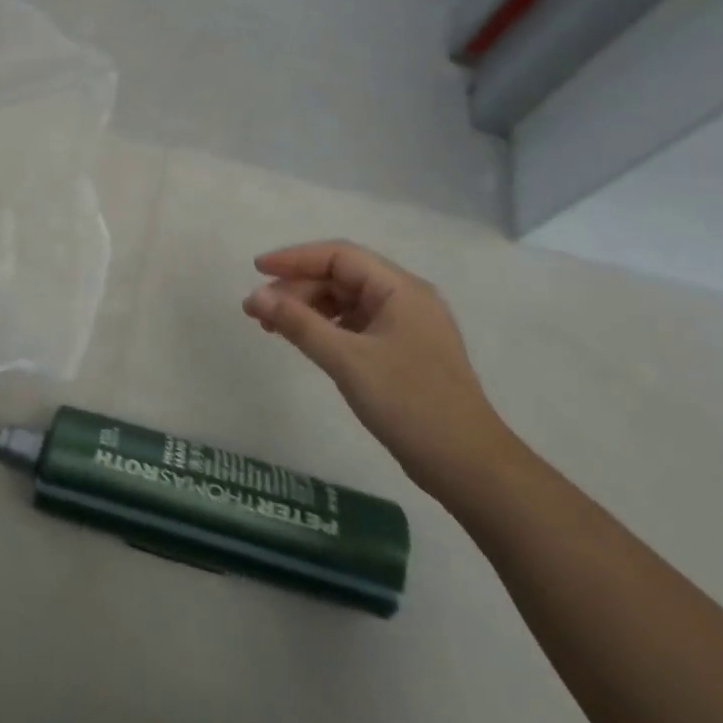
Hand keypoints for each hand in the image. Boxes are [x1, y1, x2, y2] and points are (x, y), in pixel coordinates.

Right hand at [242, 240, 518, 501]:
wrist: (468, 466)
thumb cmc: (409, 403)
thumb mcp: (347, 360)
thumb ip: (298, 323)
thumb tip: (254, 297)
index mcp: (401, 289)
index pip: (339, 255)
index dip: (295, 258)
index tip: (256, 270)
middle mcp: (406, 299)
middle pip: (342, 277)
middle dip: (298, 288)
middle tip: (259, 311)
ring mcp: (406, 327)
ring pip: (347, 302)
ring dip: (309, 308)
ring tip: (273, 327)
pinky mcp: (402, 353)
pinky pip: (356, 325)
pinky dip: (326, 328)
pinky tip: (304, 342)